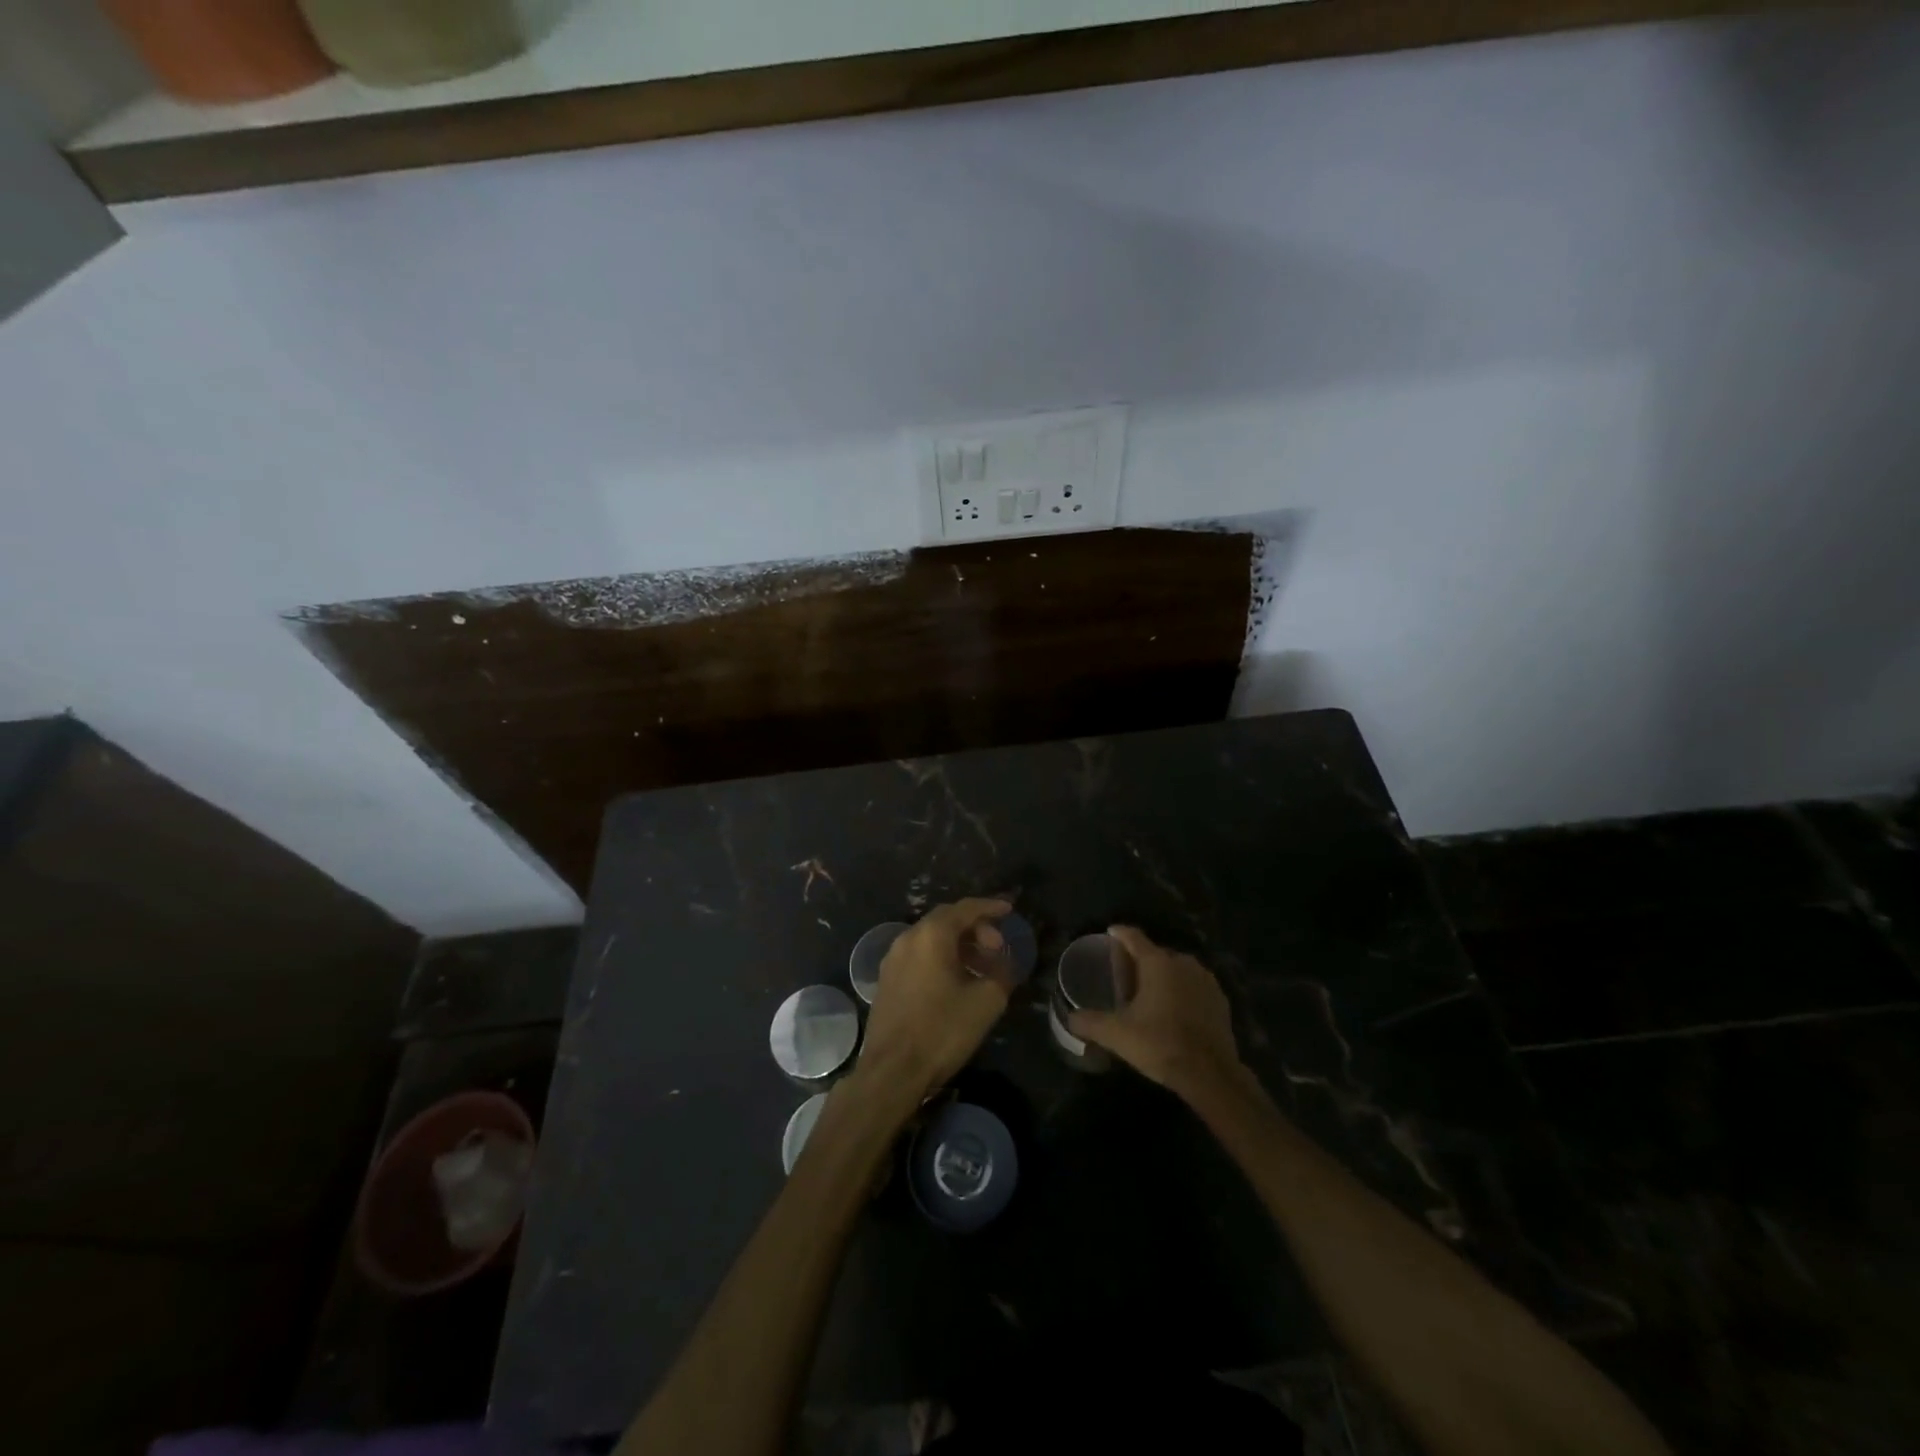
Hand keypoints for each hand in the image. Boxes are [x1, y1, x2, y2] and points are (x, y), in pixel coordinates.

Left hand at [859, 898, 1013, 1105]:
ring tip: (981, 968)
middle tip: (997, 948)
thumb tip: (1005, 964)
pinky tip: (956, 983)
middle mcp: (908, 939)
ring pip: (931, 940)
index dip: (990, 907)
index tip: (1009, 909)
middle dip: (975, 929)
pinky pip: (919, 957)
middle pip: (946, 921)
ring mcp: (892, 960)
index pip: (965, 908)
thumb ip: (1002, 974)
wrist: (892, 1071)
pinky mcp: (886, 981)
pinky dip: (941, 959)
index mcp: (931, 935)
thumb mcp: (986, 1002)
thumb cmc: (942, 1030)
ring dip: (959, 946)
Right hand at [1068, 925, 1243, 1099]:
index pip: (1133, 937)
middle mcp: (1183, 962)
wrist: (1211, 1074)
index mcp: (1157, 963)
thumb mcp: (1117, 1035)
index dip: (1119, 934)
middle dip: (1140, 960)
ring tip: (1149, 992)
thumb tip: (1070, 1019)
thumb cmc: (1160, 1044)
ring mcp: (1206, 980)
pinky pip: (1194, 986)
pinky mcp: (1220, 999)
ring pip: (1177, 969)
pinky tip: (1175, 1009)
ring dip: (1164, 976)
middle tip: (1125, 975)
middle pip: (1156, 953)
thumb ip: (1090, 1023)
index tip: (1110, 933)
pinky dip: (1183, 991)